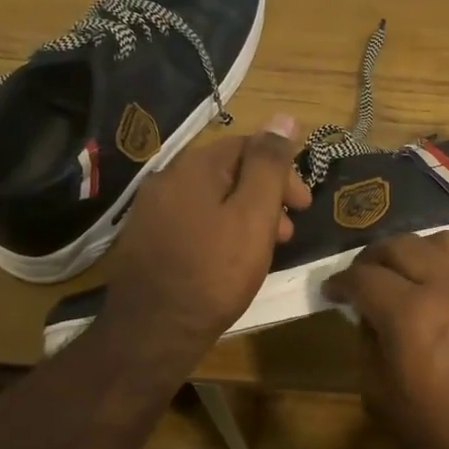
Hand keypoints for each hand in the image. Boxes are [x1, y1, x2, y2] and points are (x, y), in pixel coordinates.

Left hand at [102, 115, 311, 355]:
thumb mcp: (253, 215)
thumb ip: (269, 165)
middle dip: (265, 196)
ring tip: (265, 249)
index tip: (304, 205)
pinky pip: (192, 222)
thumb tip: (284, 117)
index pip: (247, 146)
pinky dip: (220, 231)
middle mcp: (166, 180)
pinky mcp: (145, 241)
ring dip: (245, 215)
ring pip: (211, 200)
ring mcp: (151, 212)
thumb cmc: (214, 272)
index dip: (282, 171)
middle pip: (228, 173)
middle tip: (289, 231)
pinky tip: (230, 259)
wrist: (153, 332)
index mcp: (193, 167)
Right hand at [324, 231, 448, 448]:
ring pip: (437, 241)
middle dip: (370, 259)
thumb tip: (369, 320)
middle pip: (399, 246)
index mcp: (409, 314)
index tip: (330, 293)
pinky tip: (435, 285)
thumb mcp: (384, 401)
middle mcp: (444, 287)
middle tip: (359, 280)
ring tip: (400, 275)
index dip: (340, 282)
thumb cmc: (445, 439)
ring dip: (411, 250)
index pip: (363, 277)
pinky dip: (442, 259)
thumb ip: (369, 349)